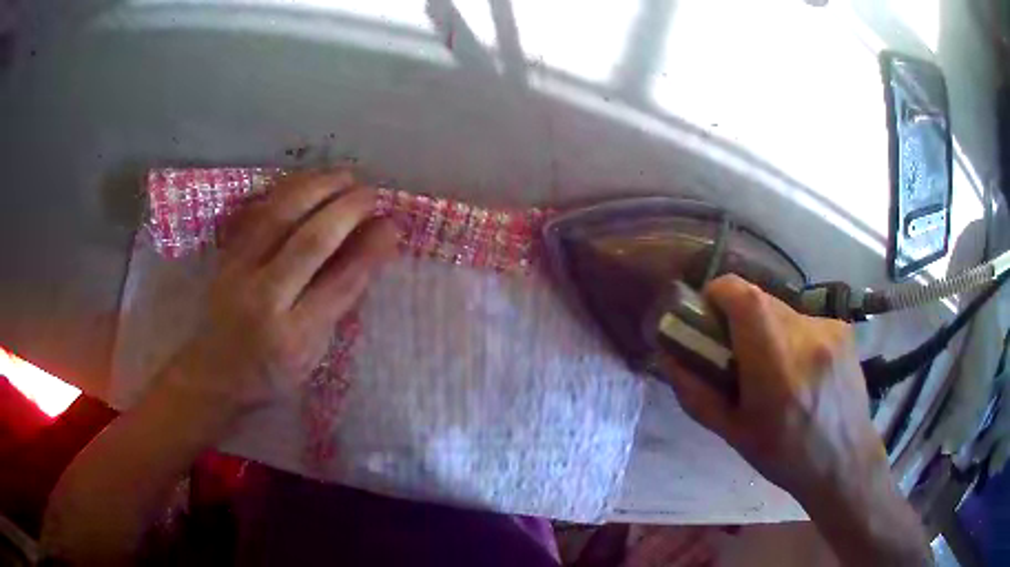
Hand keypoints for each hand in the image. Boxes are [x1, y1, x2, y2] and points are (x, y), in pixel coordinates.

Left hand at [167, 170, 397, 413]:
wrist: (216, 371)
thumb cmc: (273, 372)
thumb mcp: (315, 353)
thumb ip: (340, 302)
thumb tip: (373, 248)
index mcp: (295, 337)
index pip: (340, 284)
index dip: (369, 250)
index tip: (392, 223)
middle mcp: (265, 299)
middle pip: (309, 242)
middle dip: (346, 210)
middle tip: (371, 192)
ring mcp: (239, 272)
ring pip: (280, 216)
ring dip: (317, 187)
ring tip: (345, 176)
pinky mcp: (226, 255)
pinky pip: (258, 212)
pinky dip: (287, 190)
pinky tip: (308, 179)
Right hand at [661, 274, 885, 500]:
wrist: (844, 460)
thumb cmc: (784, 455)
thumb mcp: (732, 433)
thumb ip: (696, 393)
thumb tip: (668, 357)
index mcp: (774, 364)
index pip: (743, 295)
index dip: (719, 293)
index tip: (710, 314)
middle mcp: (805, 335)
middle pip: (761, 299)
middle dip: (741, 317)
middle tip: (739, 352)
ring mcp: (829, 328)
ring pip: (783, 308)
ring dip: (768, 328)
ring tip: (775, 367)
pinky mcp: (843, 328)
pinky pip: (805, 319)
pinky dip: (793, 335)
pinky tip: (802, 368)